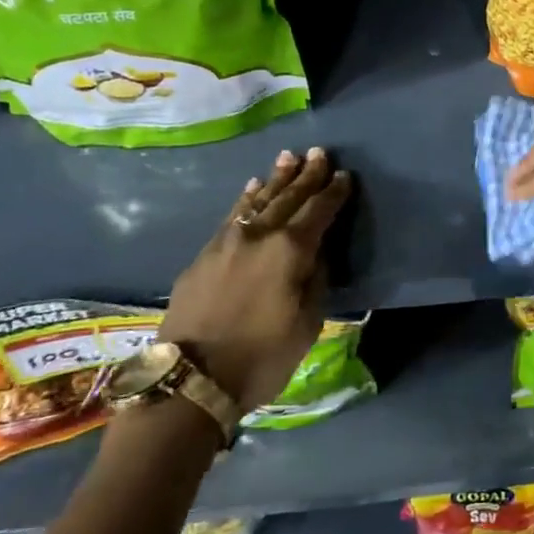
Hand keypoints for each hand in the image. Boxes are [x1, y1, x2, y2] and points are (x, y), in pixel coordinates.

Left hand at [161, 147, 352, 413]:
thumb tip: (315, 254)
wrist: (189, 380)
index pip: (319, 211)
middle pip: (288, 197)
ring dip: (276, 179)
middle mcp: (259, 234)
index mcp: (290, 250)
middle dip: (306, 175)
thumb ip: (315, 279)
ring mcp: (226, 241)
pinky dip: (246, 198)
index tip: (344, 175)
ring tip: (288, 158)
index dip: (333, 192)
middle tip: (319, 153)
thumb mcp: (308, 323)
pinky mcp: (203, 255)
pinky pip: (232, 215)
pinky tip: (252, 188)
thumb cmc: (261, 357)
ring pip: (257, 200)